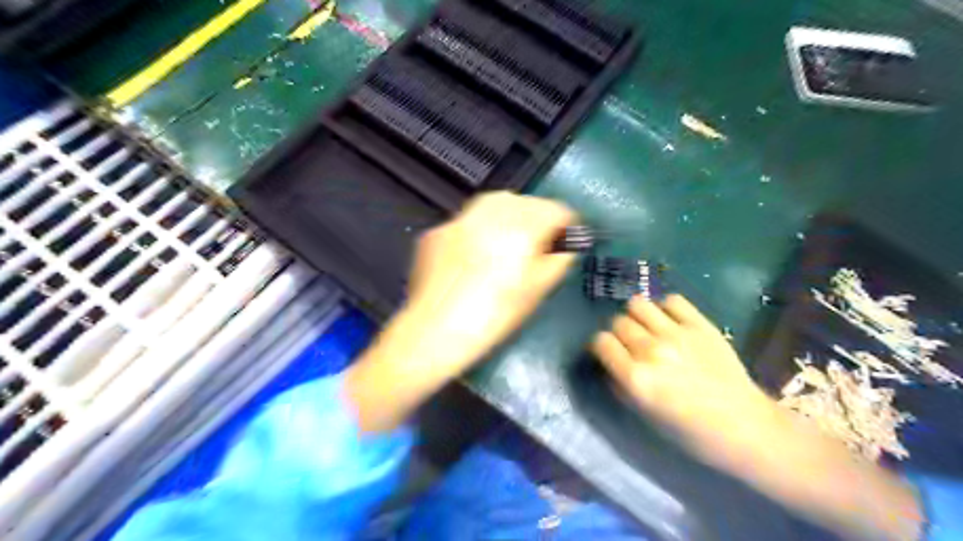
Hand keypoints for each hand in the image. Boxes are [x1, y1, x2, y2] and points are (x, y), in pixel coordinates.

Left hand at [404, 194, 574, 370]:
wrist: (434, 330)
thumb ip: (558, 261)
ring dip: (508, 216)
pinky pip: (467, 222)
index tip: (567, 237)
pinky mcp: (437, 232)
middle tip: (539, 242)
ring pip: (493, 203)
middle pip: (525, 202)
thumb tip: (566, 247)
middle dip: (537, 217)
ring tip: (508, 242)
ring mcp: (460, 220)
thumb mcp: (536, 291)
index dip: (567, 224)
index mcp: (521, 227)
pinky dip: (479, 230)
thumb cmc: (494, 316)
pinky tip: (476, 254)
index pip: (555, 210)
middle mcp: (490, 213)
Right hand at [595, 296, 923, 540]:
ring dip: (636, 315)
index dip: (600, 346)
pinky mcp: (701, 325)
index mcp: (637, 378)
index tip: (607, 352)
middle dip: (618, 332)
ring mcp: (678, 334)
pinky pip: (671, 300)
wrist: (745, 427)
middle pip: (618, 322)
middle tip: (630, 343)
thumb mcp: (645, 415)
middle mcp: (652, 351)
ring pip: (638, 304)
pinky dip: (665, 308)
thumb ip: (620, 386)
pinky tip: (670, 322)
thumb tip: (609, 363)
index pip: (601, 342)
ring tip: (647, 327)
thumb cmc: (690, 431)